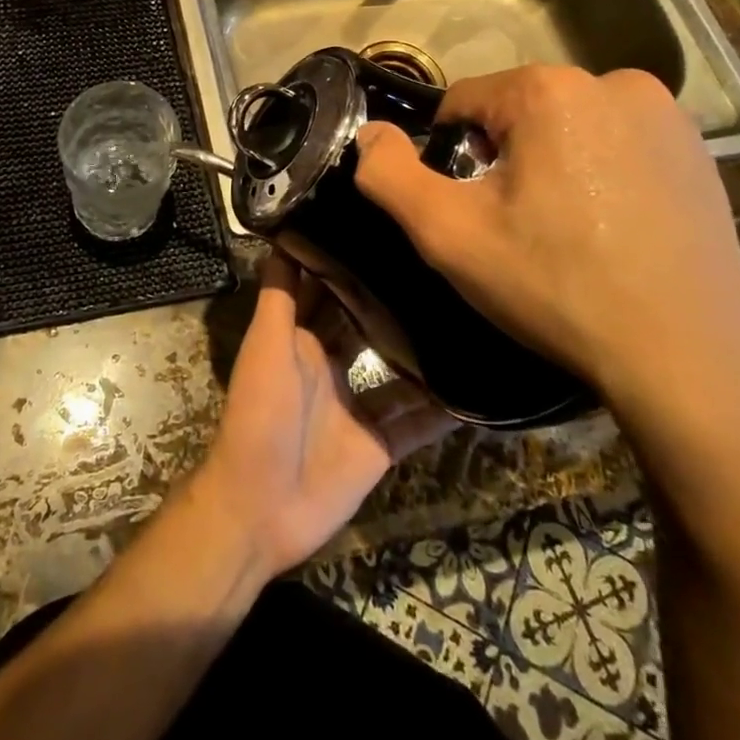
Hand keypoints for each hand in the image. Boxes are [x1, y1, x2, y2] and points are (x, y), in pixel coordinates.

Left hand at [192, 253, 455, 578]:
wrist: (260, 508)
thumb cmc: (260, 414)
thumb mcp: (267, 344)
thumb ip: (280, 295)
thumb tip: (283, 234)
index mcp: (300, 338)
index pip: (327, 291)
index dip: (347, 263)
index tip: (384, 230)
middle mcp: (330, 366)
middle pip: (366, 326)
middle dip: (393, 300)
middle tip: (440, 267)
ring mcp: (357, 406)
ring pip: (398, 372)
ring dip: (425, 353)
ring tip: (468, 319)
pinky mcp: (380, 446)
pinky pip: (416, 423)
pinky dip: (442, 410)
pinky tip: (479, 389)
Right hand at [352, 65, 739, 442]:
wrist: (690, 362)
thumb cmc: (557, 287)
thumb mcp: (448, 235)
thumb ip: (388, 175)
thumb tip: (369, 132)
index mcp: (549, 89)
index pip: (462, 103)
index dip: (452, 158)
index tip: (474, 212)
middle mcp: (614, 81)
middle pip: (517, 112)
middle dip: (502, 159)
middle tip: (518, 228)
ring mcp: (667, 114)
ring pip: (567, 128)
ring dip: (550, 164)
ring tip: (567, 232)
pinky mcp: (700, 149)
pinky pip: (617, 144)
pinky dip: (600, 173)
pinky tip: (612, 229)